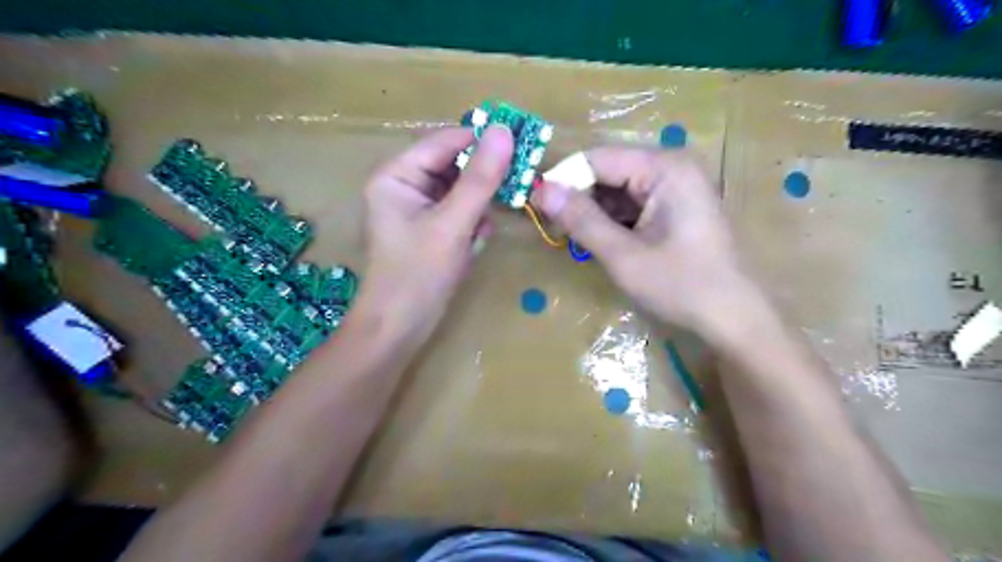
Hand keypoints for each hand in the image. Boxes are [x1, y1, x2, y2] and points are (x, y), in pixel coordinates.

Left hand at [357, 124, 512, 338]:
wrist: (399, 327)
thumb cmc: (419, 274)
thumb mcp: (453, 223)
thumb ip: (480, 178)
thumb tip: (504, 130)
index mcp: (396, 175)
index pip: (445, 142)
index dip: (481, 140)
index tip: (522, 143)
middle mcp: (403, 185)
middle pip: (452, 165)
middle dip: (481, 181)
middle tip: (515, 185)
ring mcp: (415, 209)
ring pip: (459, 190)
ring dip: (478, 206)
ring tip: (483, 227)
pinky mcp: (428, 229)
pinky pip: (457, 212)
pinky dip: (471, 223)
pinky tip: (474, 242)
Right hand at [537, 146, 763, 336]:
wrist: (733, 318)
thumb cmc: (681, 286)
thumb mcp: (624, 256)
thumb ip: (581, 220)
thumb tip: (541, 190)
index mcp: (664, 167)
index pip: (597, 159)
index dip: (563, 179)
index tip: (535, 205)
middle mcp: (671, 166)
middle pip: (608, 170)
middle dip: (578, 197)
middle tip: (553, 226)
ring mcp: (676, 185)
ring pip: (617, 188)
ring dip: (593, 211)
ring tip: (573, 237)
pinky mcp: (675, 205)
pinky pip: (633, 202)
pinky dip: (611, 220)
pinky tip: (600, 240)